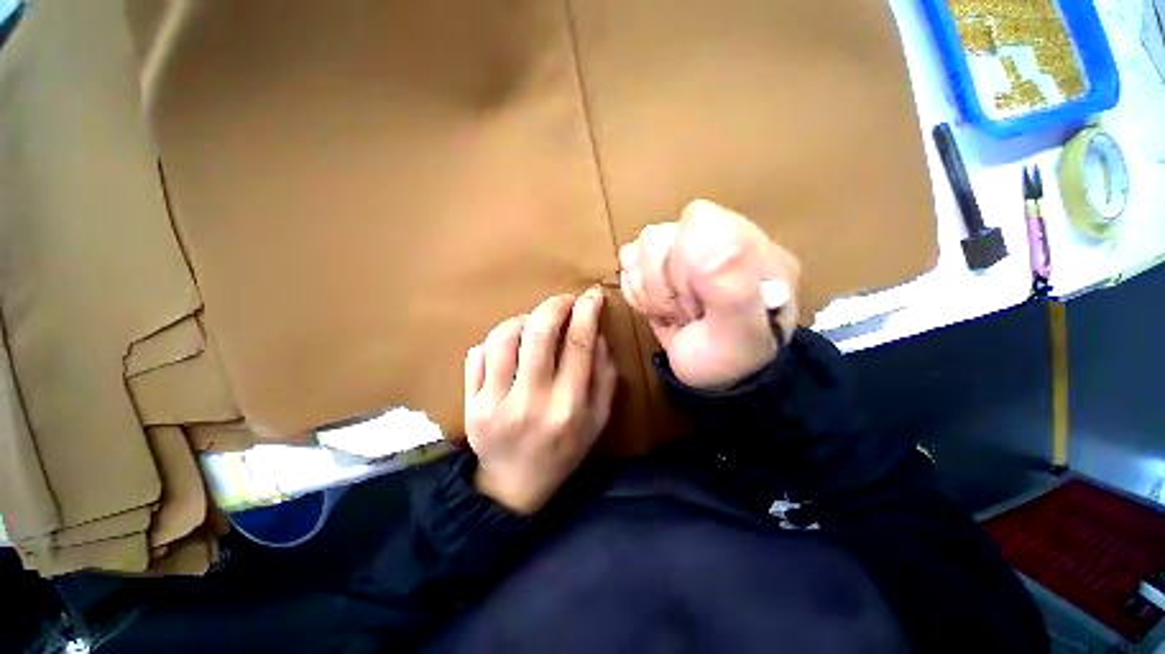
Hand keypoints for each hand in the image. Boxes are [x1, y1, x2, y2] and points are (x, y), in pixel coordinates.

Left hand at [464, 288, 617, 514]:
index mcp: (569, 406)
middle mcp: (531, 401)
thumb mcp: (598, 419)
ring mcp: (494, 403)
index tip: (592, 295)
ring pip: (503, 338)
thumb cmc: (564, 451)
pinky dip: (495, 341)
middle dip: (554, 305)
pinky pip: (477, 355)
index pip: (579, 344)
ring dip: (522, 319)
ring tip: (534, 324)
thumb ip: (605, 377)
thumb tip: (598, 335)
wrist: (515, 486)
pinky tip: (508, 348)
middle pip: (538, 333)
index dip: (587, 312)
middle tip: (564, 301)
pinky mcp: (470, 404)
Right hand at [619, 199, 799, 389]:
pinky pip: (627, 263)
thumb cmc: (732, 357)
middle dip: (665, 287)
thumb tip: (703, 229)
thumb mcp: (743, 333)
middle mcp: (714, 239)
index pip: (696, 220)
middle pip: (657, 238)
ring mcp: (682, 252)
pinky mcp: (657, 266)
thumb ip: (732, 286)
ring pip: (638, 250)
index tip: (699, 298)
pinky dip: (637, 292)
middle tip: (690, 312)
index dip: (684, 262)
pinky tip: (658, 307)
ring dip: (651, 292)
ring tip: (676, 312)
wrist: (715, 375)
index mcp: (746, 244)